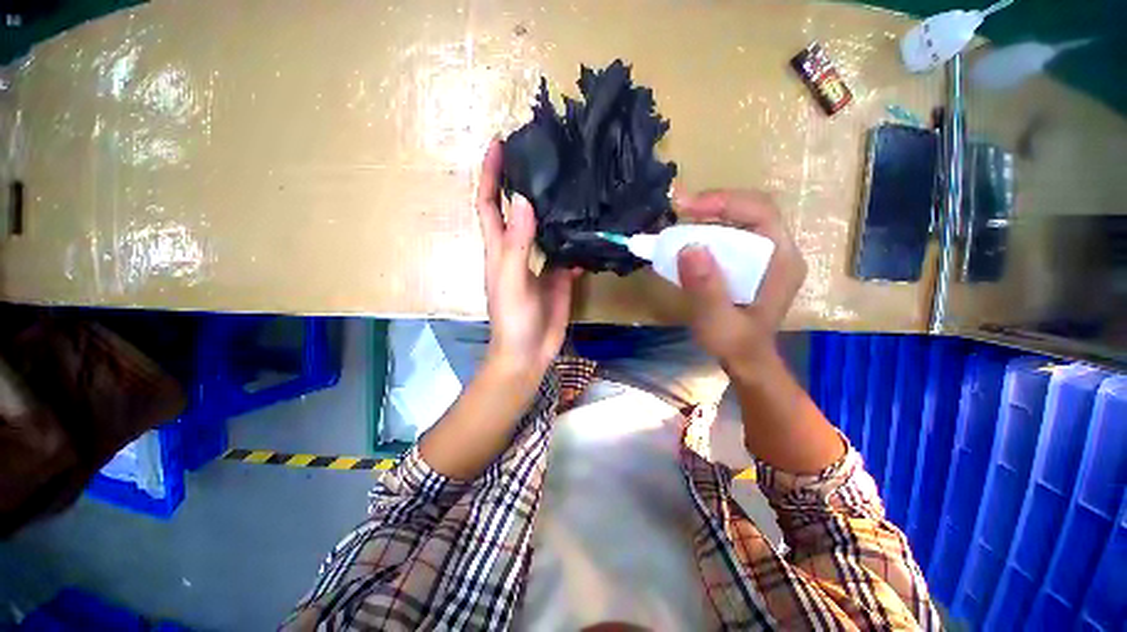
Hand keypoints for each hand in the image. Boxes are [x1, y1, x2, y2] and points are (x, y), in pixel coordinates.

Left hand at [476, 140, 576, 382]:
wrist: (529, 352)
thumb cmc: (512, 318)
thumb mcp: (511, 280)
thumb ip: (517, 243)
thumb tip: (524, 199)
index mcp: (500, 247)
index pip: (489, 203)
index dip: (489, 174)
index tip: (499, 144)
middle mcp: (519, 249)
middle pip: (519, 209)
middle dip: (526, 182)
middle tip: (546, 156)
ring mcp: (541, 262)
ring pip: (547, 227)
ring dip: (555, 208)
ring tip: (573, 182)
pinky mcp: (560, 275)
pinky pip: (569, 251)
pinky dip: (577, 240)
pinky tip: (592, 226)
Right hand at [675, 190, 806, 380]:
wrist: (745, 360)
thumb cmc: (735, 343)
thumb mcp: (717, 320)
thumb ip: (706, 287)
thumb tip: (688, 247)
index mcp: (782, 260)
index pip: (760, 212)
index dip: (724, 202)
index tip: (687, 207)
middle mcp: (778, 251)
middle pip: (749, 210)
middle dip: (713, 205)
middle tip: (678, 209)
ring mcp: (764, 256)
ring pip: (738, 220)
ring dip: (707, 217)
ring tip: (678, 222)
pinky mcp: (749, 262)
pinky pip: (729, 236)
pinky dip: (706, 232)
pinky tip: (688, 239)